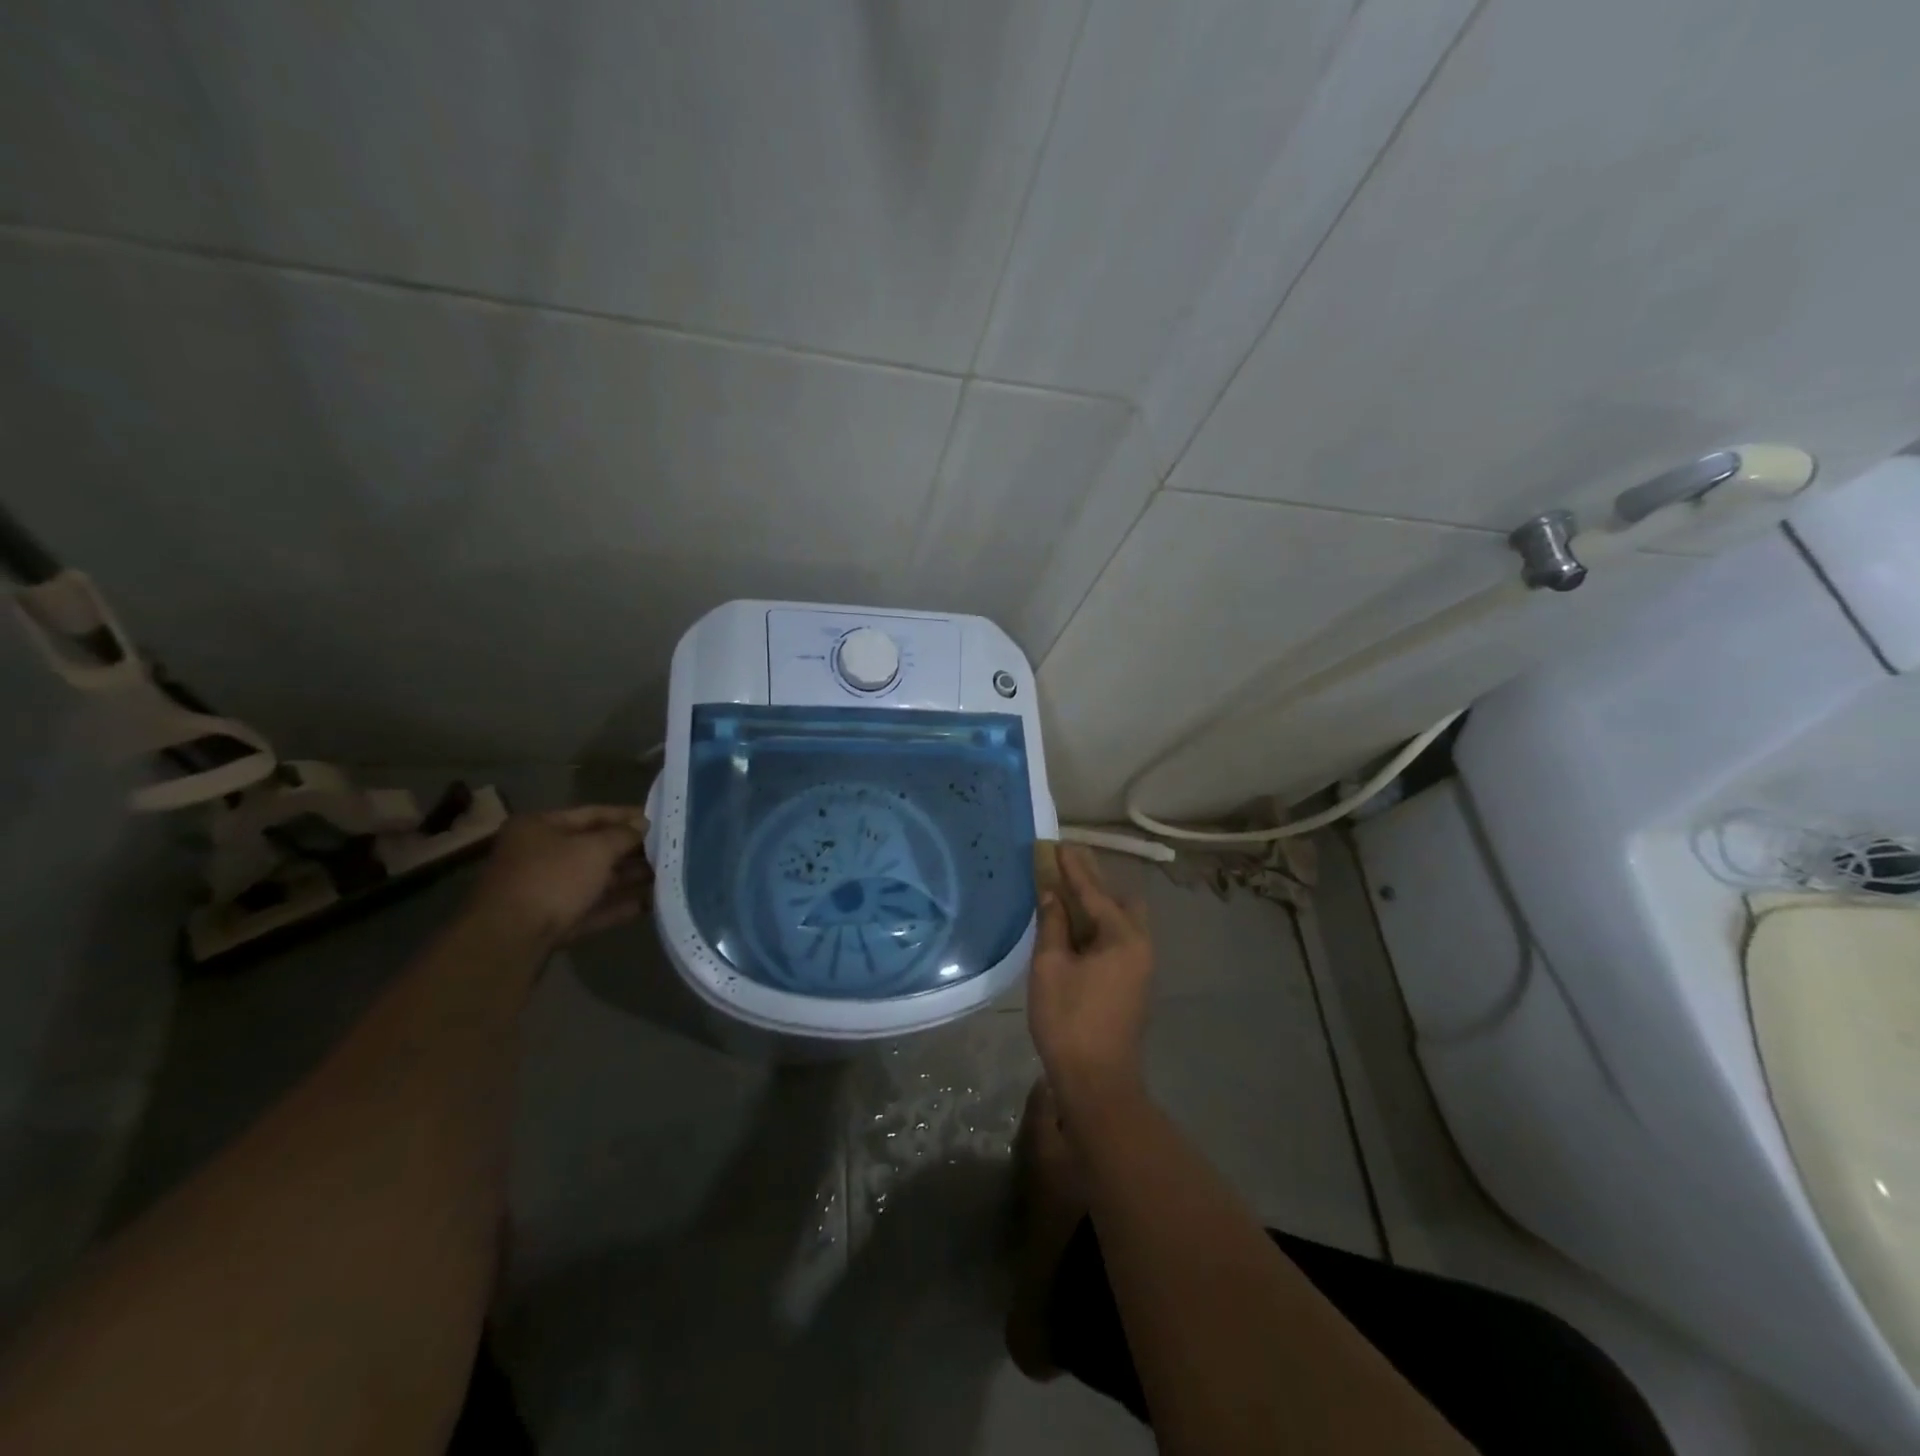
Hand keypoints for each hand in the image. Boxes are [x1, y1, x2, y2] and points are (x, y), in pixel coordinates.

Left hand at [468, 806, 651, 944]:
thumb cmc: (552, 880)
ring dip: (628, 879)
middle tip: (668, 851)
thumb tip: (643, 825)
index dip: (628, 816)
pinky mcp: (551, 923)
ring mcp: (543, 891)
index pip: (593, 813)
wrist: (508, 942)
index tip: (660, 821)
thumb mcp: (595, 849)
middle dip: (631, 850)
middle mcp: (538, 855)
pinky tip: (649, 904)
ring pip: (594, 880)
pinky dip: (617, 906)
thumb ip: (623, 835)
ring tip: (667, 876)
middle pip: (594, 848)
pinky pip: (590, 908)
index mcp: (540, 827)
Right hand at [1027, 847, 1153, 1106]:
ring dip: (1097, 902)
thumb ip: (1053, 924)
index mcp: (1123, 937)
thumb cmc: (1070, 1020)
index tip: (1058, 844)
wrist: (1098, 1081)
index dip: (1073, 868)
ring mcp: (1140, 965)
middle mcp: (1140, 944)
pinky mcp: (1133, 981)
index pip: (1094, 892)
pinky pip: (1118, 937)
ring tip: (1069, 887)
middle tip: (1066, 860)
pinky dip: (1099, 923)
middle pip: (1118, 899)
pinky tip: (1077, 923)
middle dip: (1092, 879)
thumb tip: (1051, 893)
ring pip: (1122, 919)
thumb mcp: (1050, 967)